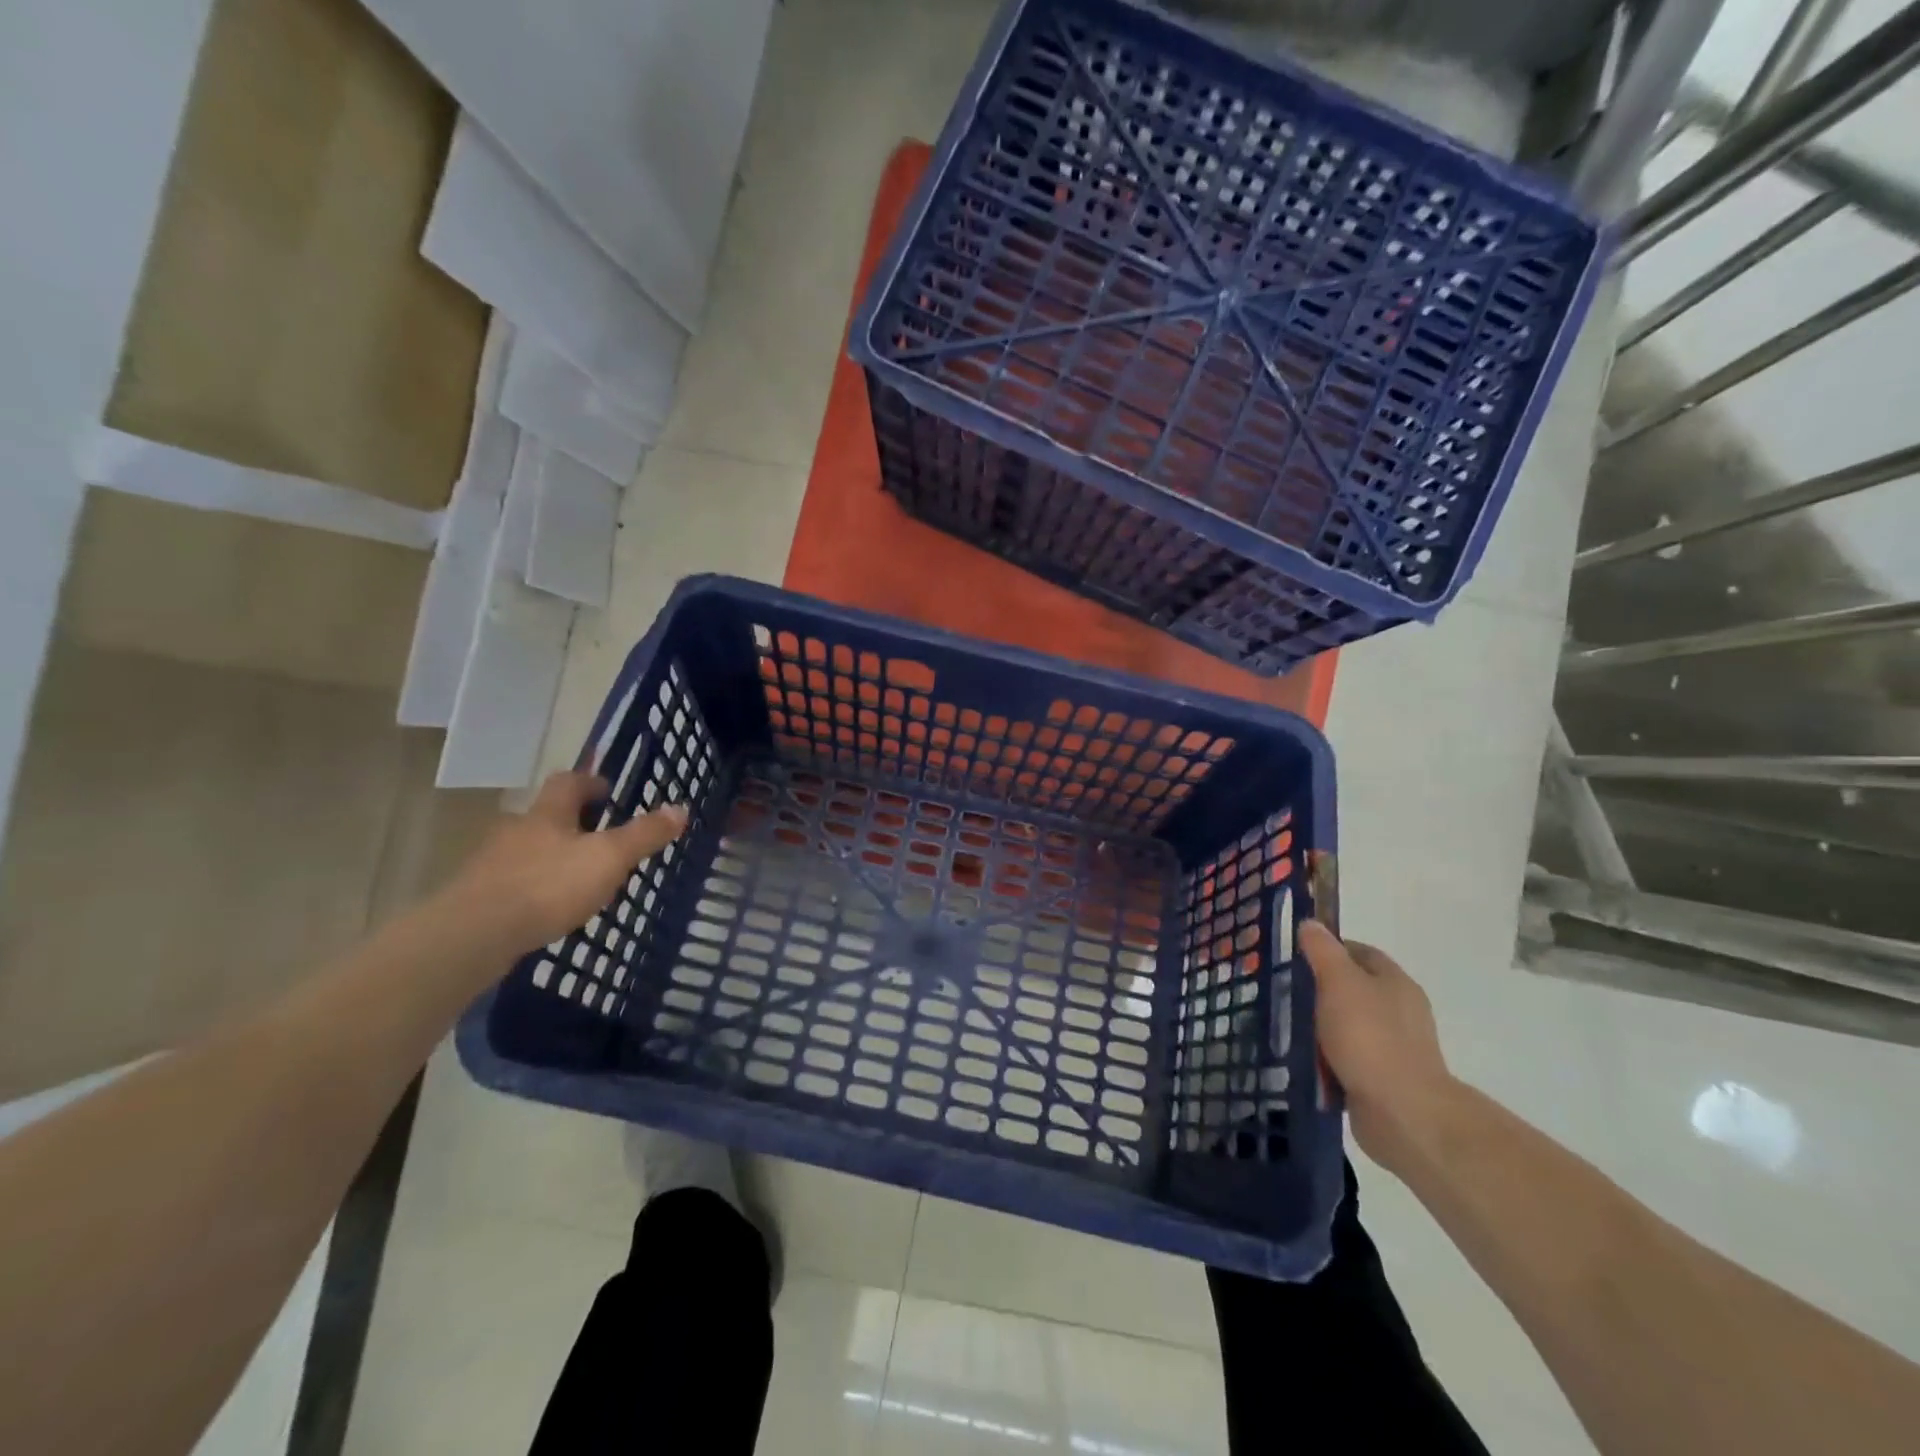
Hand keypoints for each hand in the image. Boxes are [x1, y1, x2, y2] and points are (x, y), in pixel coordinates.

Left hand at [443, 771, 687, 954]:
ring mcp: (492, 864)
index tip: (608, 791)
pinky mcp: (478, 897)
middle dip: (572, 822)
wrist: (472, 935)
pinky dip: (533, 886)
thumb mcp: (609, 859)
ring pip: (528, 849)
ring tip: (577, 877)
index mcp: (548, 814)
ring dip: (551, 855)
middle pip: (546, 815)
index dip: (589, 782)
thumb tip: (680, 808)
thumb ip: (644, 835)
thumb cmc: (548, 885)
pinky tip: (547, 907)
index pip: (568, 782)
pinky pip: (513, 881)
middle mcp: (516, 830)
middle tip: (599, 836)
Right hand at [1301, 920, 1456, 1171]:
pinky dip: (1328, 1059)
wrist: (1402, 1113)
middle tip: (1284, 993)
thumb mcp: (1339, 982)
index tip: (1295, 957)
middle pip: (1352, 989)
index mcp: (1394, 982)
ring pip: (1347, 1026)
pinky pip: (1348, 1059)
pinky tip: (1306, 1062)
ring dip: (1320, 1028)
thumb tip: (1311, 924)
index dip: (1328, 949)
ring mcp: (1394, 1047)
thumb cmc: (1369, 1037)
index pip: (1359, 951)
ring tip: (1287, 1030)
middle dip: (1319, 991)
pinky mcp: (1384, 1079)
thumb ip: (1323, 951)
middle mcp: (1400, 1010)